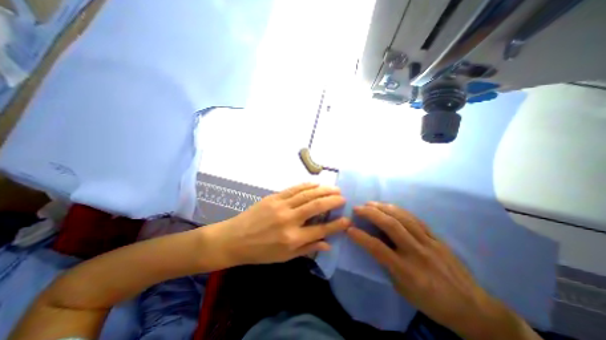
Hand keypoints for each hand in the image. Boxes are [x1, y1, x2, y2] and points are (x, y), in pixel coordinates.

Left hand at [209, 183, 350, 265]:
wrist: (234, 239)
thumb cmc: (260, 252)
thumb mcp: (284, 257)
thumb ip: (307, 249)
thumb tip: (328, 244)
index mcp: (292, 238)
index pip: (321, 230)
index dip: (336, 225)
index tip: (347, 219)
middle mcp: (289, 220)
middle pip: (316, 206)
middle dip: (332, 201)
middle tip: (343, 197)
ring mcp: (281, 205)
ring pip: (307, 194)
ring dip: (323, 190)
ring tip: (334, 188)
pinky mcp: (274, 197)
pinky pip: (294, 188)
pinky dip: (307, 185)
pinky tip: (316, 184)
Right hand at [348, 202, 536, 339]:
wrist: (472, 308)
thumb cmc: (431, 302)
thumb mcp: (403, 289)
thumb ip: (387, 265)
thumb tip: (374, 245)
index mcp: (407, 271)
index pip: (378, 249)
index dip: (361, 237)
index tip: (349, 228)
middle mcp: (417, 253)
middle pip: (391, 226)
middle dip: (371, 213)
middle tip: (358, 207)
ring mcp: (429, 242)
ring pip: (403, 218)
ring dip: (384, 207)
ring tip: (371, 203)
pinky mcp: (436, 237)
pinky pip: (415, 219)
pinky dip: (399, 210)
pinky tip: (390, 206)